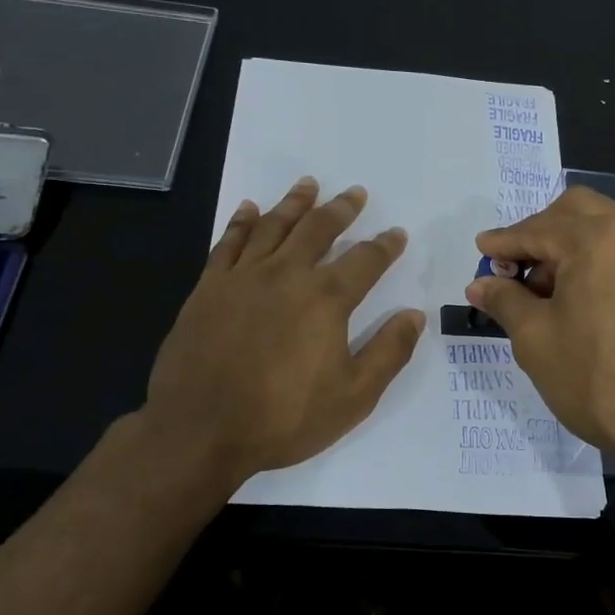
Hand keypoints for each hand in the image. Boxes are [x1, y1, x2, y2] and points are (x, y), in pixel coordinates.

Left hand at [138, 177, 424, 491]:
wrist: (199, 430)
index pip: (365, 260)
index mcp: (326, 299)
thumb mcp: (353, 396)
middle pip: (319, 229)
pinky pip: (229, 243)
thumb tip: (415, 315)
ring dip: (295, 203)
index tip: (396, 234)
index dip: (385, 245)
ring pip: (274, 226)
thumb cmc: (283, 418)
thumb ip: (389, 352)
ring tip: (309, 184)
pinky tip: (249, 209)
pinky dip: (242, 222)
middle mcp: (287, 275)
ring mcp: (243, 278)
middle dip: (342, 209)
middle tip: (355, 193)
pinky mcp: (208, 288)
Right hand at [465, 187, 614, 475]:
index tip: (481, 252)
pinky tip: (578, 296)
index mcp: (598, 238)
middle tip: (514, 267)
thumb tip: (480, 284)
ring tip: (543, 289)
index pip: (538, 229)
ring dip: (569, 245)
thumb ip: (505, 300)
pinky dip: (597, 259)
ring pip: (605, 227)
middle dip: (539, 232)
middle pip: (576, 211)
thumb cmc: (597, 380)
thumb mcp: (536, 339)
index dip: (504, 242)